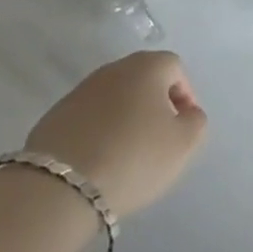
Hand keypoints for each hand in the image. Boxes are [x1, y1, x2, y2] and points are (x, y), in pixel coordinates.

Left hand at [26, 51, 206, 216]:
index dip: (185, 95)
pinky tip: (100, 160)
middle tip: (159, 140)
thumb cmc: (133, 158)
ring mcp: (81, 89)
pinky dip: (100, 131)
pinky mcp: (56, 114)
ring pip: (115, 98)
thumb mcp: (183, 145)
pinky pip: (89, 117)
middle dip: (155, 105)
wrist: (60, 185)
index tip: (184, 127)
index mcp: (147, 66)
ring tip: (128, 154)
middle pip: (143, 79)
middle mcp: (114, 68)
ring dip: (126, 118)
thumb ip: (196, 122)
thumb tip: (187, 113)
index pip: (175, 68)